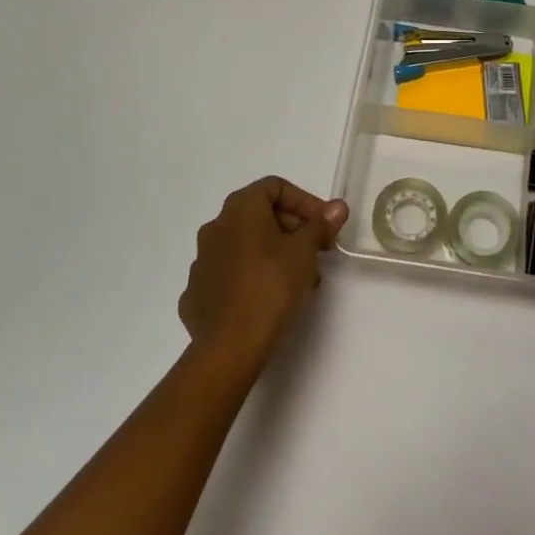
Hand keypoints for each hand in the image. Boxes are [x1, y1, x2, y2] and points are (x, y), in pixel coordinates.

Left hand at [178, 177, 348, 377]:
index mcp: (240, 208)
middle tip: (317, 252)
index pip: (276, 187)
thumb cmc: (271, 286)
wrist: (229, 347)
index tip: (324, 225)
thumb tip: (338, 206)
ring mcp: (202, 261)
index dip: (305, 201)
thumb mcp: (305, 250)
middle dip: (293, 229)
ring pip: (246, 246)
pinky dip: (251, 277)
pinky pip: (230, 274)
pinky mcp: (196, 293)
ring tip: (300, 279)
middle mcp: (215, 227)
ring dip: (274, 254)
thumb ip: (320, 224)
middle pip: (260, 215)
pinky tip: (268, 298)